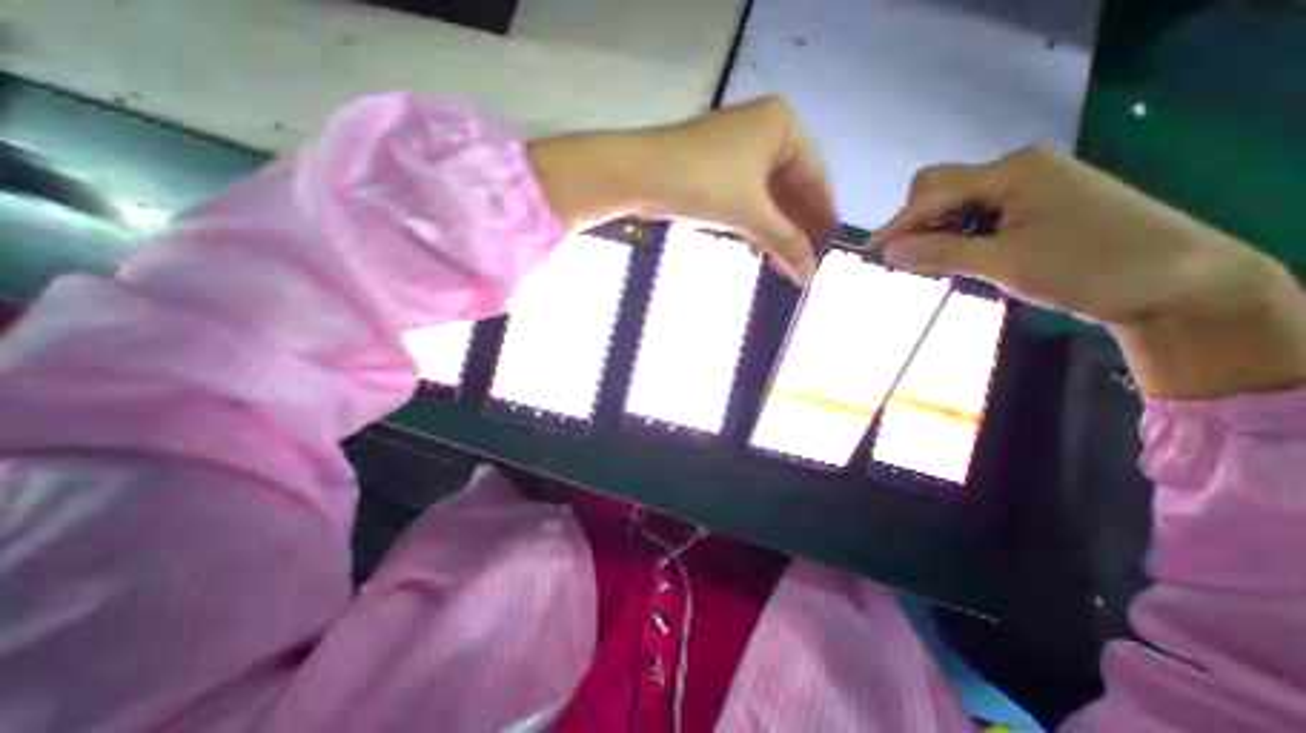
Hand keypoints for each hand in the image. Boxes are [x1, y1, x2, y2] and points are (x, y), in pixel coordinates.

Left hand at [525, 98, 829, 287]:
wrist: (639, 175)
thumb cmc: (703, 184)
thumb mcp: (751, 214)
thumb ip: (785, 243)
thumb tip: (809, 276)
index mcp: (782, 126)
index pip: (815, 178)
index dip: (823, 216)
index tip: (831, 248)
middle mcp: (763, 131)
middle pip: (791, 189)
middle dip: (796, 229)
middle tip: (804, 262)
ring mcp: (737, 149)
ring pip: (767, 197)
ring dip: (774, 232)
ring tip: (782, 263)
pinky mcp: (716, 168)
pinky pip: (746, 199)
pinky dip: (753, 224)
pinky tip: (757, 249)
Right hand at [866, 147, 1304, 397]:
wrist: (1179, 283)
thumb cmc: (1090, 268)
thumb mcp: (1005, 264)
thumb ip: (942, 254)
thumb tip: (888, 253)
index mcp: (1012, 171)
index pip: (932, 194)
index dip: (897, 225)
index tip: (870, 255)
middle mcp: (1015, 170)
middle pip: (940, 189)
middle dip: (916, 223)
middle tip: (908, 260)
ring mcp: (1026, 187)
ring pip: (955, 204)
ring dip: (935, 232)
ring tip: (930, 265)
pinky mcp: (1032, 207)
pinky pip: (976, 216)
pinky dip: (956, 237)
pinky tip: (957, 257)